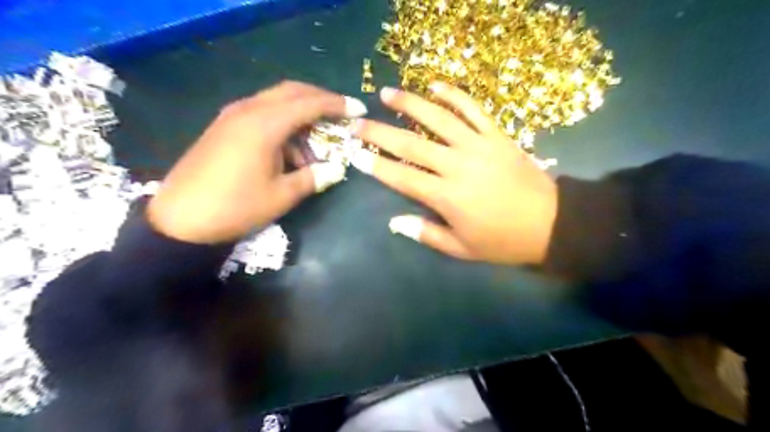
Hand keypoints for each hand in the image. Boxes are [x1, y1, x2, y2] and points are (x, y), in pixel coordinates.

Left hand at [149, 79, 369, 242]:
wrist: (180, 220)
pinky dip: (281, 125)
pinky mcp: (223, 127)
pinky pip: (261, 114)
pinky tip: (287, 151)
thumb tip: (336, 169)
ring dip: (300, 117)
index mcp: (264, 125)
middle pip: (291, 92)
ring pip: (275, 103)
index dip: (337, 105)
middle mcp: (248, 110)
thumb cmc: (236, 207)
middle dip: (320, 100)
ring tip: (313, 149)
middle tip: (340, 115)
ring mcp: (232, 116)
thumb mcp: (281, 196)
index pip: (309, 104)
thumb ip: (313, 178)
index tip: (358, 110)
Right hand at [351, 83, 560, 264]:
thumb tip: (394, 221)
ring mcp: (478, 146)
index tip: (354, 153)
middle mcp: (457, 165)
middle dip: (380, 133)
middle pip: (411, 144)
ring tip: (387, 93)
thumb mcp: (462, 248)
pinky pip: (473, 109)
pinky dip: (454, 94)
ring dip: (410, 103)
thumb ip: (426, 234)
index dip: (376, 165)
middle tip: (358, 122)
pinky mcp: (497, 135)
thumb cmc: (502, 241)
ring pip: (438, 118)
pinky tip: (435, 85)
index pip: (402, 177)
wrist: (550, 223)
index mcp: (447, 197)